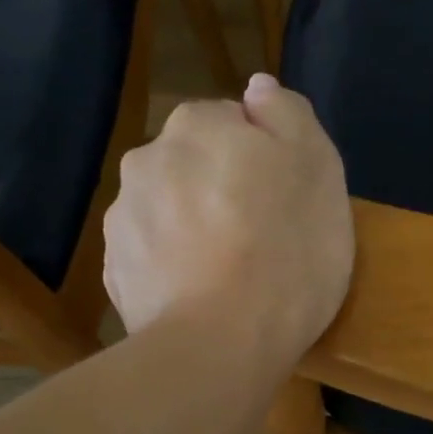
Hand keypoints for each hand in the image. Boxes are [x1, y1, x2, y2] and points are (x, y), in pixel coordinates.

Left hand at [103, 73, 353, 364]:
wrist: (221, 344)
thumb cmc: (285, 250)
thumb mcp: (317, 167)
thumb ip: (287, 114)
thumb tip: (257, 89)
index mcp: (197, 126)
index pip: (232, 123)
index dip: (262, 158)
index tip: (282, 200)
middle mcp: (146, 160)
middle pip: (194, 166)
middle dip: (220, 190)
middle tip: (260, 238)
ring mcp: (122, 219)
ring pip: (169, 212)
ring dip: (192, 229)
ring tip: (229, 276)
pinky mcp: (115, 274)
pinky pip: (153, 258)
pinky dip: (172, 269)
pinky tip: (200, 298)